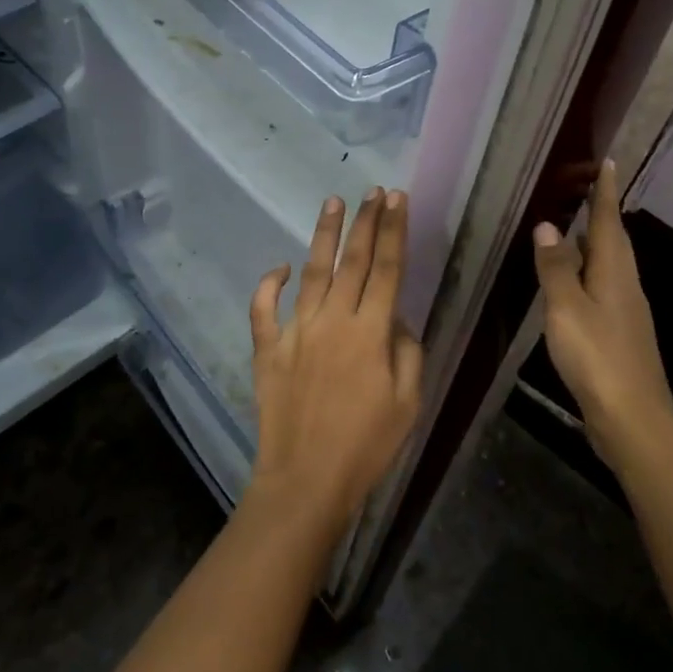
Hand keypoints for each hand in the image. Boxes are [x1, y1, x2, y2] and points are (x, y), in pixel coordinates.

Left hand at [248, 189, 422, 527]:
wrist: (306, 479)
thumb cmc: (367, 445)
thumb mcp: (408, 402)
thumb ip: (406, 350)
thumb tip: (394, 316)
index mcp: (370, 332)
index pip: (386, 269)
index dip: (393, 231)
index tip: (396, 200)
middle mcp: (333, 321)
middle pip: (352, 261)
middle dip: (365, 222)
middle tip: (372, 191)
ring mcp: (296, 331)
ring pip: (312, 272)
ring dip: (323, 236)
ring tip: (332, 203)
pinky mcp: (268, 349)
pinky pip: (264, 309)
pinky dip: (269, 285)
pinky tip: (280, 267)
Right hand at [532, 160, 672, 470]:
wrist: (632, 419)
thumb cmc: (598, 357)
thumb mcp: (567, 308)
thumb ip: (556, 267)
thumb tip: (548, 225)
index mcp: (614, 274)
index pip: (608, 222)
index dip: (605, 193)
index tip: (607, 162)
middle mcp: (625, 287)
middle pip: (613, 242)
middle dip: (601, 214)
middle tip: (585, 190)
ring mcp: (624, 313)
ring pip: (608, 266)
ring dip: (592, 244)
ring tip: (573, 229)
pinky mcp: (618, 335)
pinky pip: (601, 289)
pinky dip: (587, 274)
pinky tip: (573, 283)